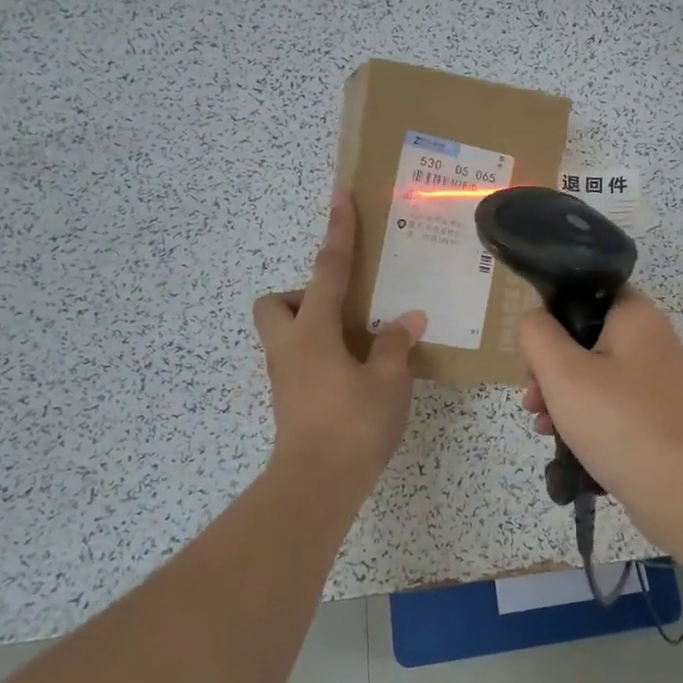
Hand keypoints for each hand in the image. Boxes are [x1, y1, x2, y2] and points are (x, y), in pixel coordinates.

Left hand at [254, 192, 426, 486]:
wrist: (316, 485)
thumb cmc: (353, 425)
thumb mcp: (387, 381)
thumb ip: (395, 344)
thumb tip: (407, 319)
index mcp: (313, 331)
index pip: (328, 269)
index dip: (338, 232)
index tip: (340, 197)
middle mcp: (290, 346)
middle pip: (276, 302)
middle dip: (302, 294)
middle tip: (344, 309)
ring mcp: (284, 374)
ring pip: (286, 332)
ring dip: (315, 326)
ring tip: (359, 342)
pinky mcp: (288, 398)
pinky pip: (299, 357)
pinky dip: (322, 353)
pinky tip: (356, 371)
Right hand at [519, 289, 682, 544]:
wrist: (680, 490)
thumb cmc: (617, 420)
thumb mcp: (561, 371)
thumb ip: (536, 334)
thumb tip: (534, 322)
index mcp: (635, 314)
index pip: (584, 293)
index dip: (551, 316)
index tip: (533, 351)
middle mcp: (650, 337)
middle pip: (584, 336)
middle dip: (549, 365)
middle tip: (531, 393)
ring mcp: (656, 377)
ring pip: (593, 371)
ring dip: (560, 393)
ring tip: (540, 422)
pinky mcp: (655, 411)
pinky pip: (610, 400)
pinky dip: (584, 413)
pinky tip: (561, 438)